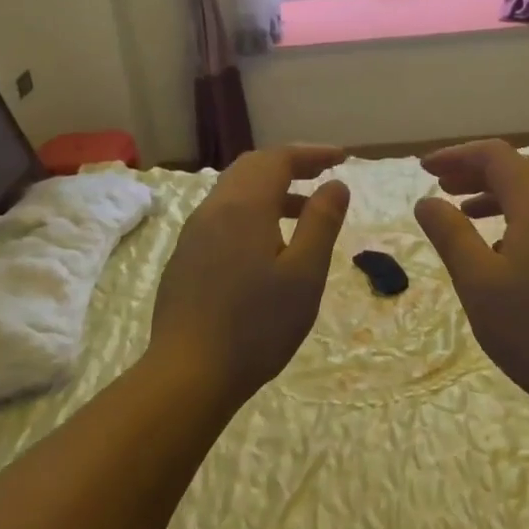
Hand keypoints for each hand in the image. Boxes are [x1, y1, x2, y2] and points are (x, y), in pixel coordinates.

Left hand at [149, 145, 350, 399]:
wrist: (188, 374)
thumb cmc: (257, 325)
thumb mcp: (304, 274)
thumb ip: (322, 222)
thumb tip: (336, 185)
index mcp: (244, 206)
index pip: (279, 159)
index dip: (312, 153)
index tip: (342, 158)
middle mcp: (214, 209)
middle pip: (252, 167)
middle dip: (290, 164)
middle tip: (323, 175)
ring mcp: (194, 234)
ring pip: (235, 192)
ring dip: (271, 189)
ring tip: (304, 211)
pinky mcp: (186, 258)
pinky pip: (223, 215)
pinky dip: (253, 211)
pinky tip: (268, 244)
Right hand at [415, 140, 528, 410]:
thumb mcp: (478, 282)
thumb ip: (450, 234)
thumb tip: (427, 201)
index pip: (497, 156)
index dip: (458, 156)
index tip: (424, 170)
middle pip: (520, 169)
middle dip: (477, 171)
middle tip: (440, 187)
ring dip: (498, 194)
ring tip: (464, 213)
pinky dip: (520, 216)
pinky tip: (502, 249)